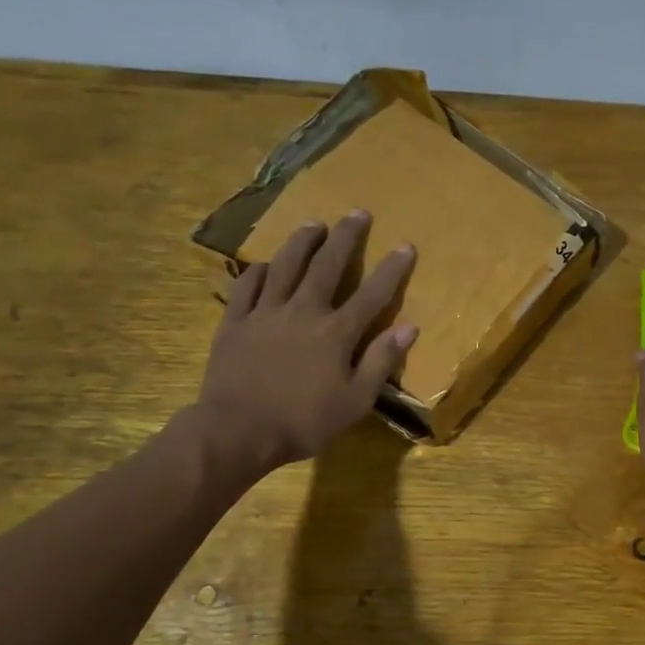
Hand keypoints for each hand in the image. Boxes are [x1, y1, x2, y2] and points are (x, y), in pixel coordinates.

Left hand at [194, 211, 417, 470]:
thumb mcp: (355, 401)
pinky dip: (259, 270)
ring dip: (302, 241)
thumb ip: (381, 361)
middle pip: (327, 264)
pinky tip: (266, 264)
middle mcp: (303, 310)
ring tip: (313, 224)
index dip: (392, 268)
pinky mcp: (235, 321)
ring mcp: (265, 312)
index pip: (372, 293)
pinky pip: (247, 285)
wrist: (238, 431)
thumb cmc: (304, 422)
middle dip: (346, 236)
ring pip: (285, 264)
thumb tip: (409, 327)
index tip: (406, 245)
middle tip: (357, 213)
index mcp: (336, 332)